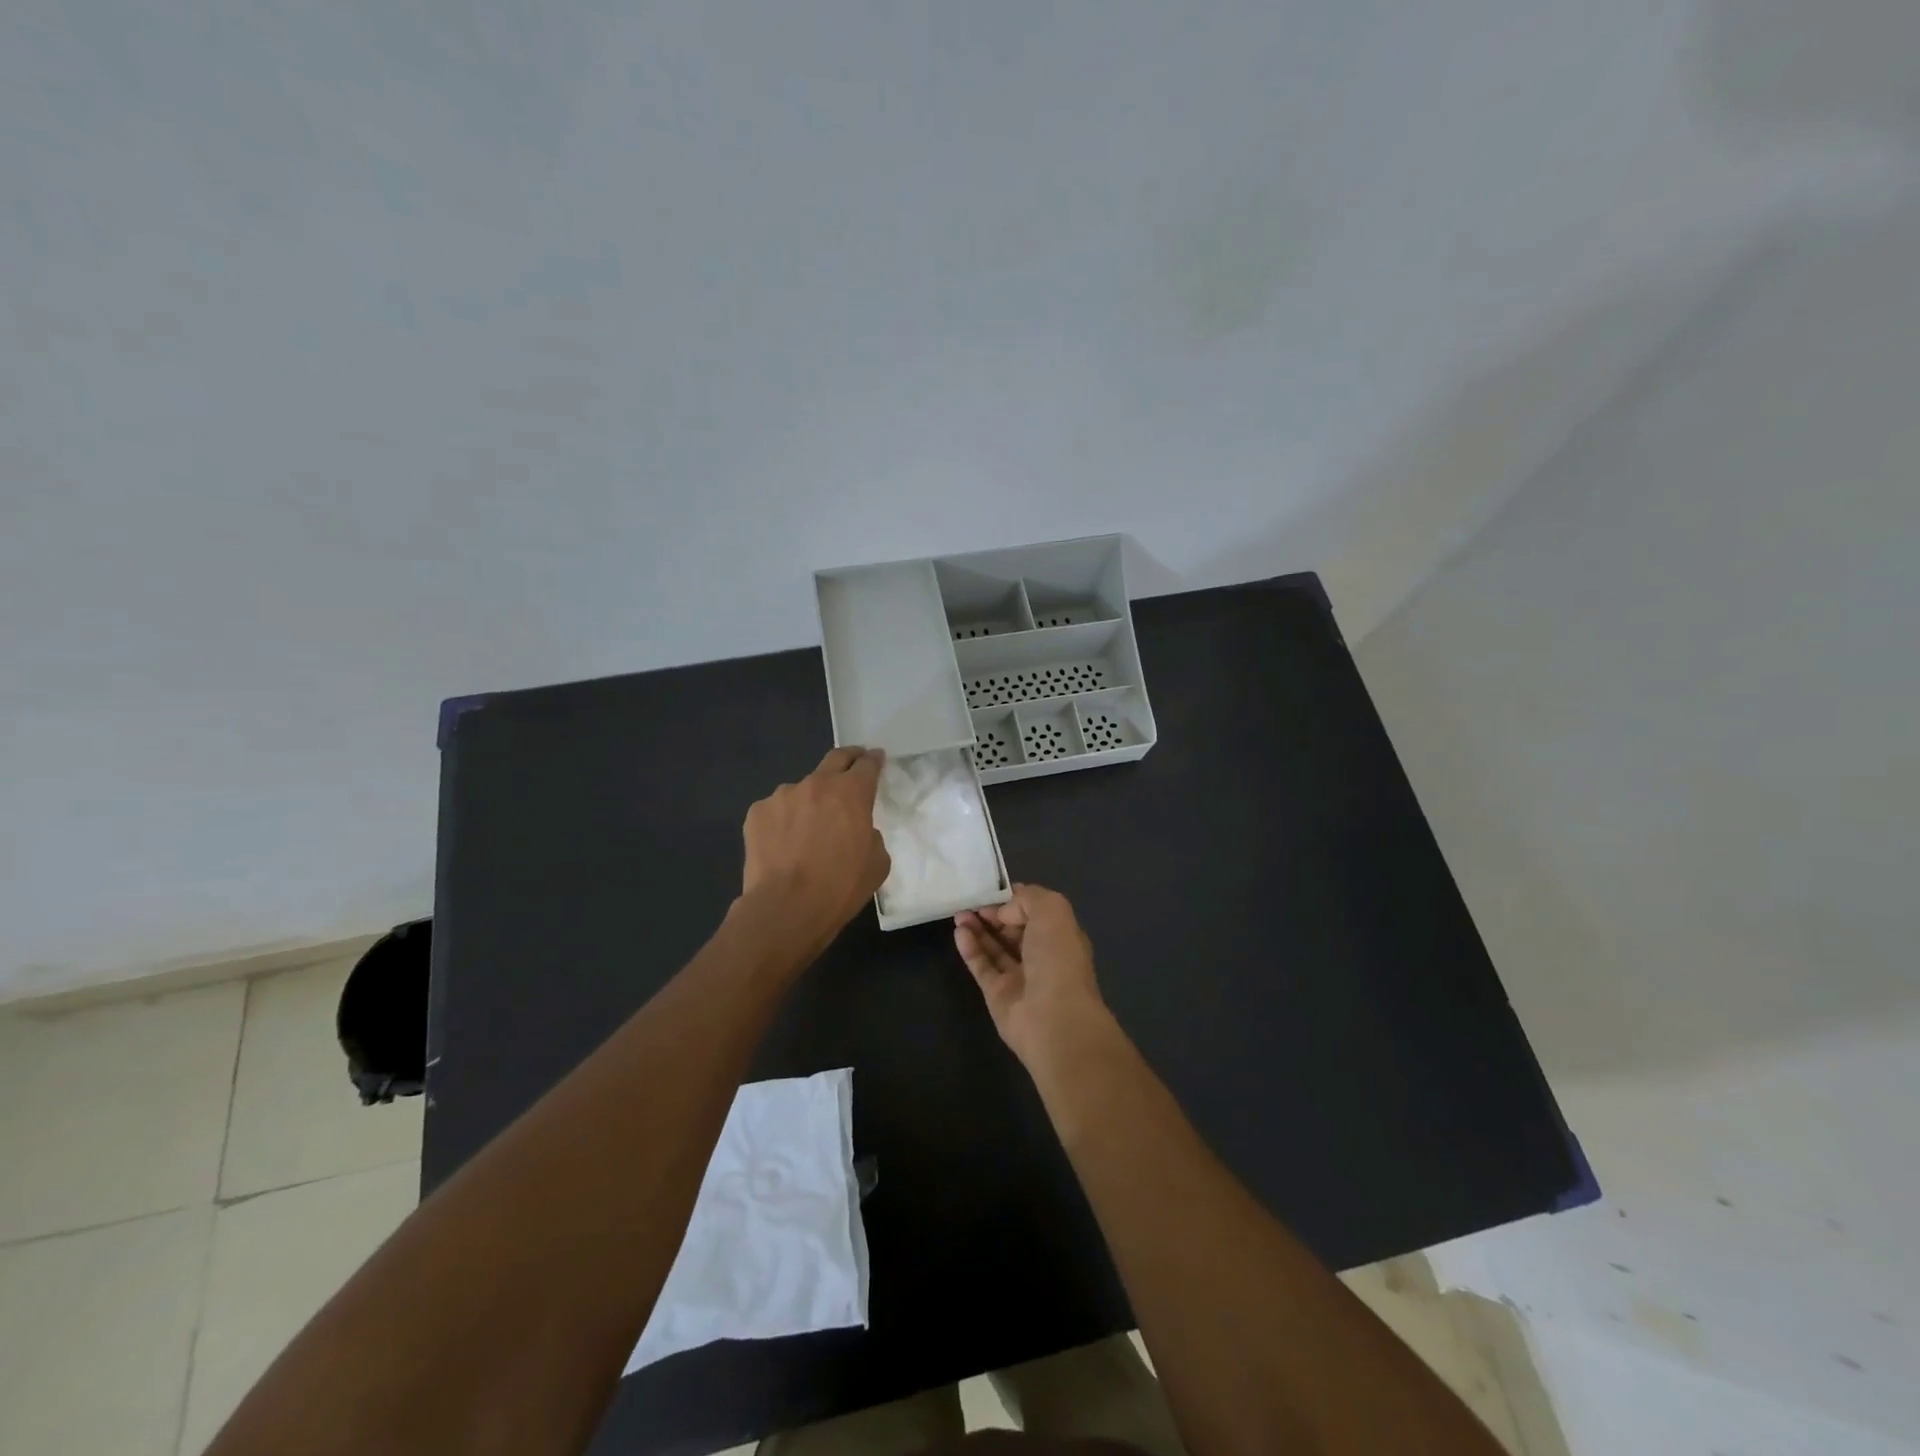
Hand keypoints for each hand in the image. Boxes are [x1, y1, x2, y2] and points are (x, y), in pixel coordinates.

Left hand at [741, 747, 890, 944]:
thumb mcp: (877, 863)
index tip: (876, 758)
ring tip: (807, 828)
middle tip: (852, 766)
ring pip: (802, 789)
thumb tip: (856, 829)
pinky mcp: (757, 812)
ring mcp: (782, 795)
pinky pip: (777, 810)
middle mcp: (817, 784)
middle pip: (835, 758)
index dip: (874, 760)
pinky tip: (783, 844)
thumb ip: (870, 834)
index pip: (867, 764)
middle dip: (848, 759)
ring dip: (810, 800)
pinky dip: (783, 820)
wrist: (785, 908)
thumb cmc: (840, 887)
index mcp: (851, 793)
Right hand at [954, 884, 1110, 1068]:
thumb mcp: (1052, 910)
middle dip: (992, 913)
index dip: (1012, 900)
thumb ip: (1026, 899)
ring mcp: (1019, 977)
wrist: (1054, 1019)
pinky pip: (982, 966)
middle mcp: (1042, 955)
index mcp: (1060, 935)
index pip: (1033, 911)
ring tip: (958, 913)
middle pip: (1012, 929)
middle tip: (969, 901)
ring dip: (977, 928)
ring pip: (995, 947)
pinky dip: (970, 948)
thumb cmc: (1058, 959)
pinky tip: (959, 932)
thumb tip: (1004, 912)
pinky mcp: (998, 995)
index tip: (991, 890)